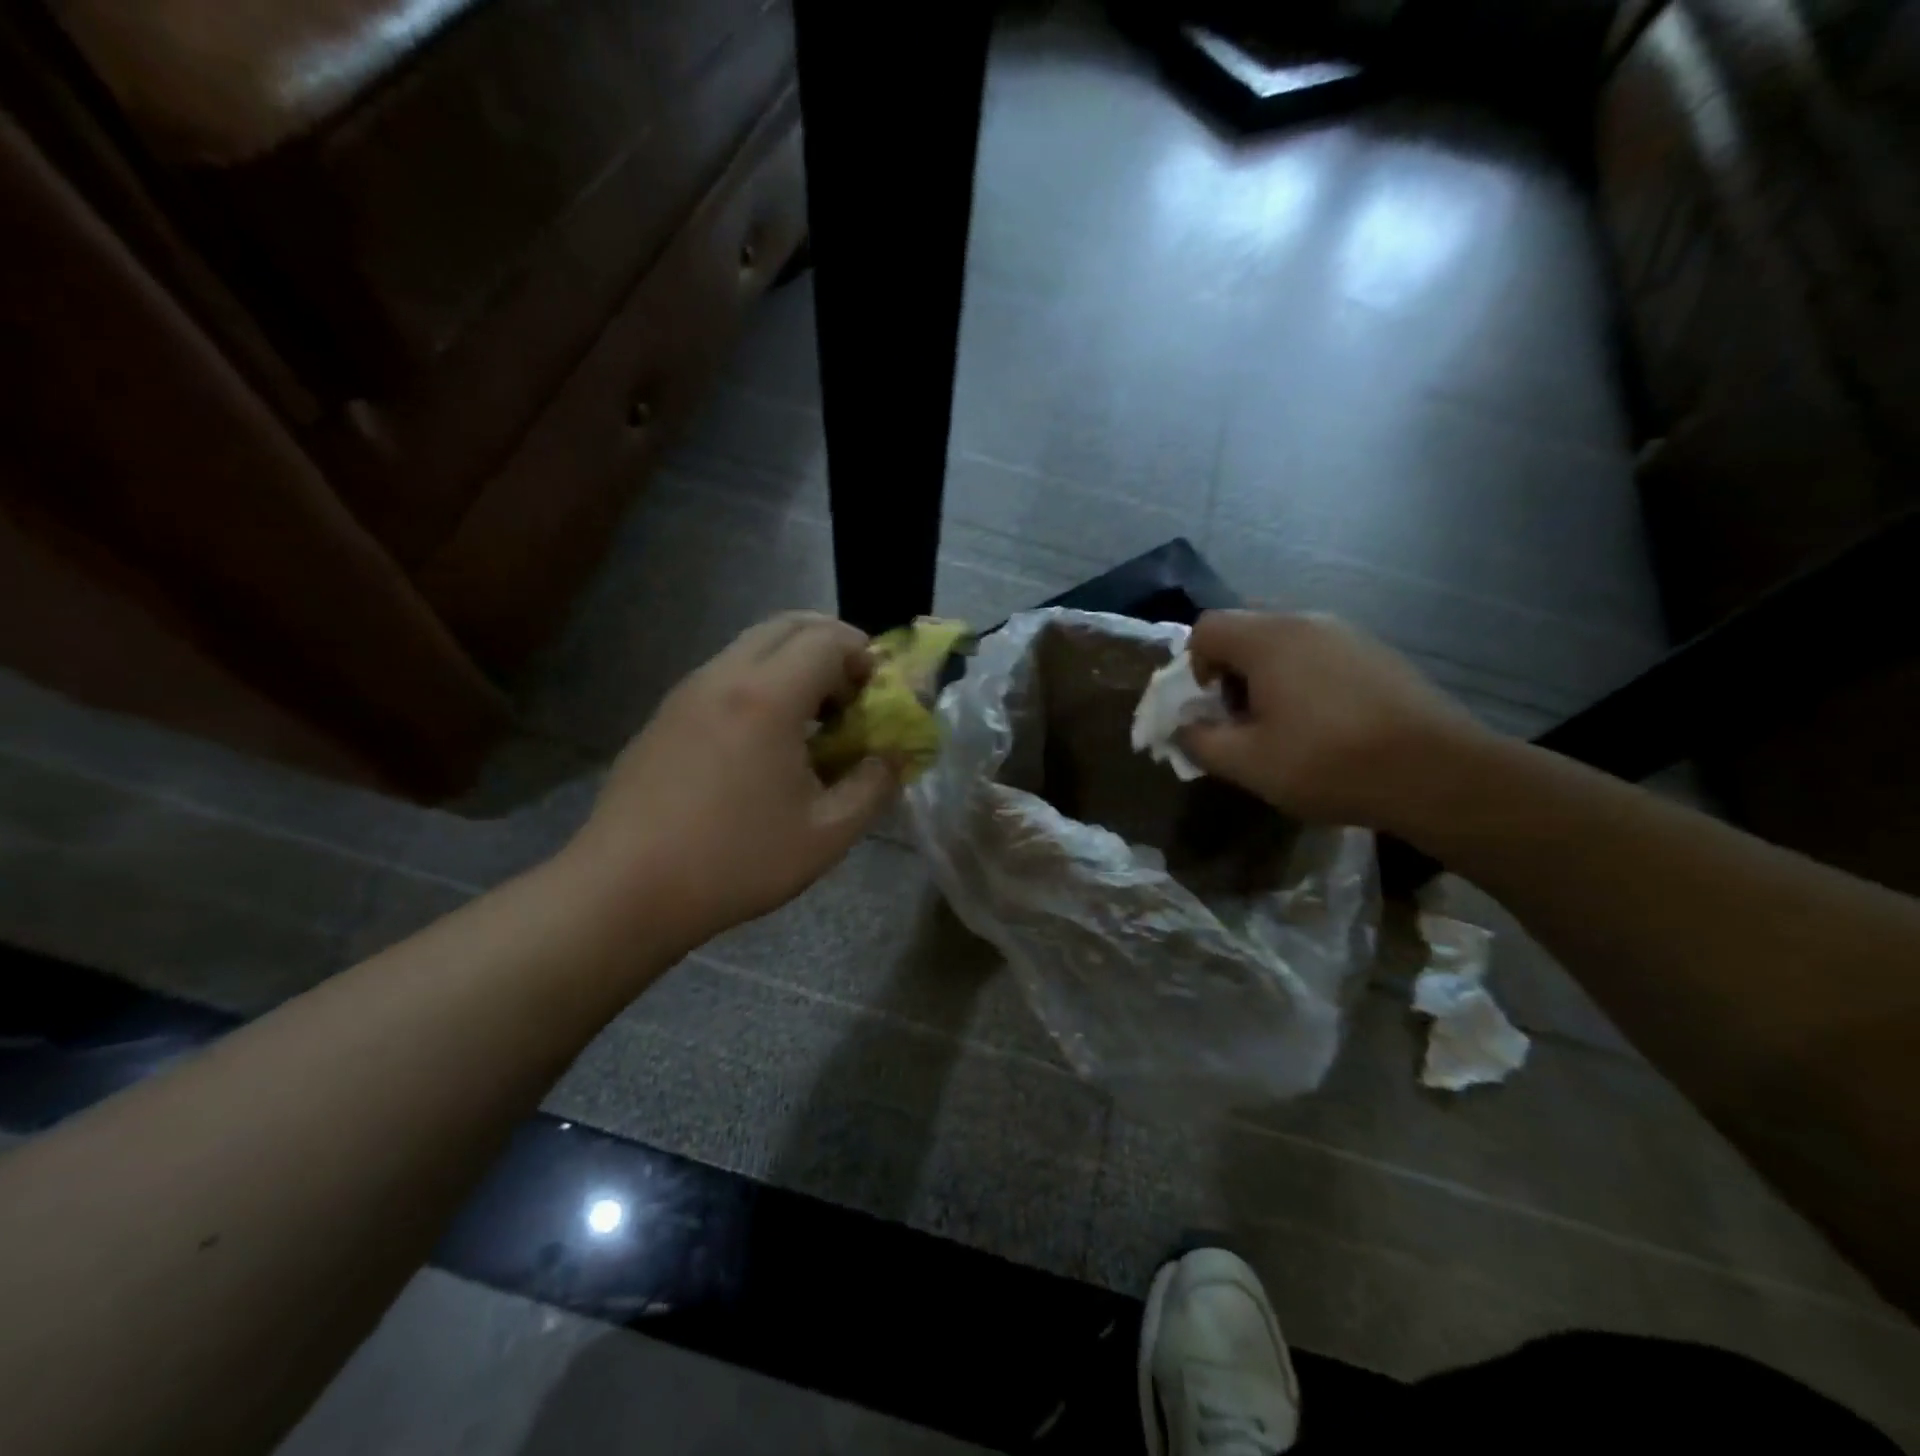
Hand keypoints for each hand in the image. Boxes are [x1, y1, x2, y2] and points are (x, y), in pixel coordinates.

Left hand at [565, 613, 900, 947]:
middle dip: (832, 646)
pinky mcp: (664, 715)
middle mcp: (723, 676)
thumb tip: (895, 757)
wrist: (624, 890)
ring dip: (794, 664)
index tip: (879, 695)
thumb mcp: (826, 835)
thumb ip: (874, 786)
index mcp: (767, 697)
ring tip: (812, 721)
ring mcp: (686, 692)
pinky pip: (724, 674)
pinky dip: (760, 683)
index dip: (865, 656)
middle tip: (852, 694)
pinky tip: (763, 744)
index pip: (828, 639)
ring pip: (752, 646)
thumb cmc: (735, 862)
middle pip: (788, 625)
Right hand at [1179, 610, 1489, 831]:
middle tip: (1243, 717)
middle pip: (1245, 629)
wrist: (1436, 772)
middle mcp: (1306, 621)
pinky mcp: (1378, 652)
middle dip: (1231, 671)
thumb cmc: (1327, 763)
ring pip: (1285, 641)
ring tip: (1285, 724)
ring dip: (1268, 676)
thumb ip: (1199, 741)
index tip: (1212, 707)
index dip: (1194, 665)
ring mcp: (1348, 633)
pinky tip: (1326, 723)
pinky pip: (1321, 653)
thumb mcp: (1247, 763)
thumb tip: (1182, 727)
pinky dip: (1305, 678)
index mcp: (1268, 639)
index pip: (1206, 627)